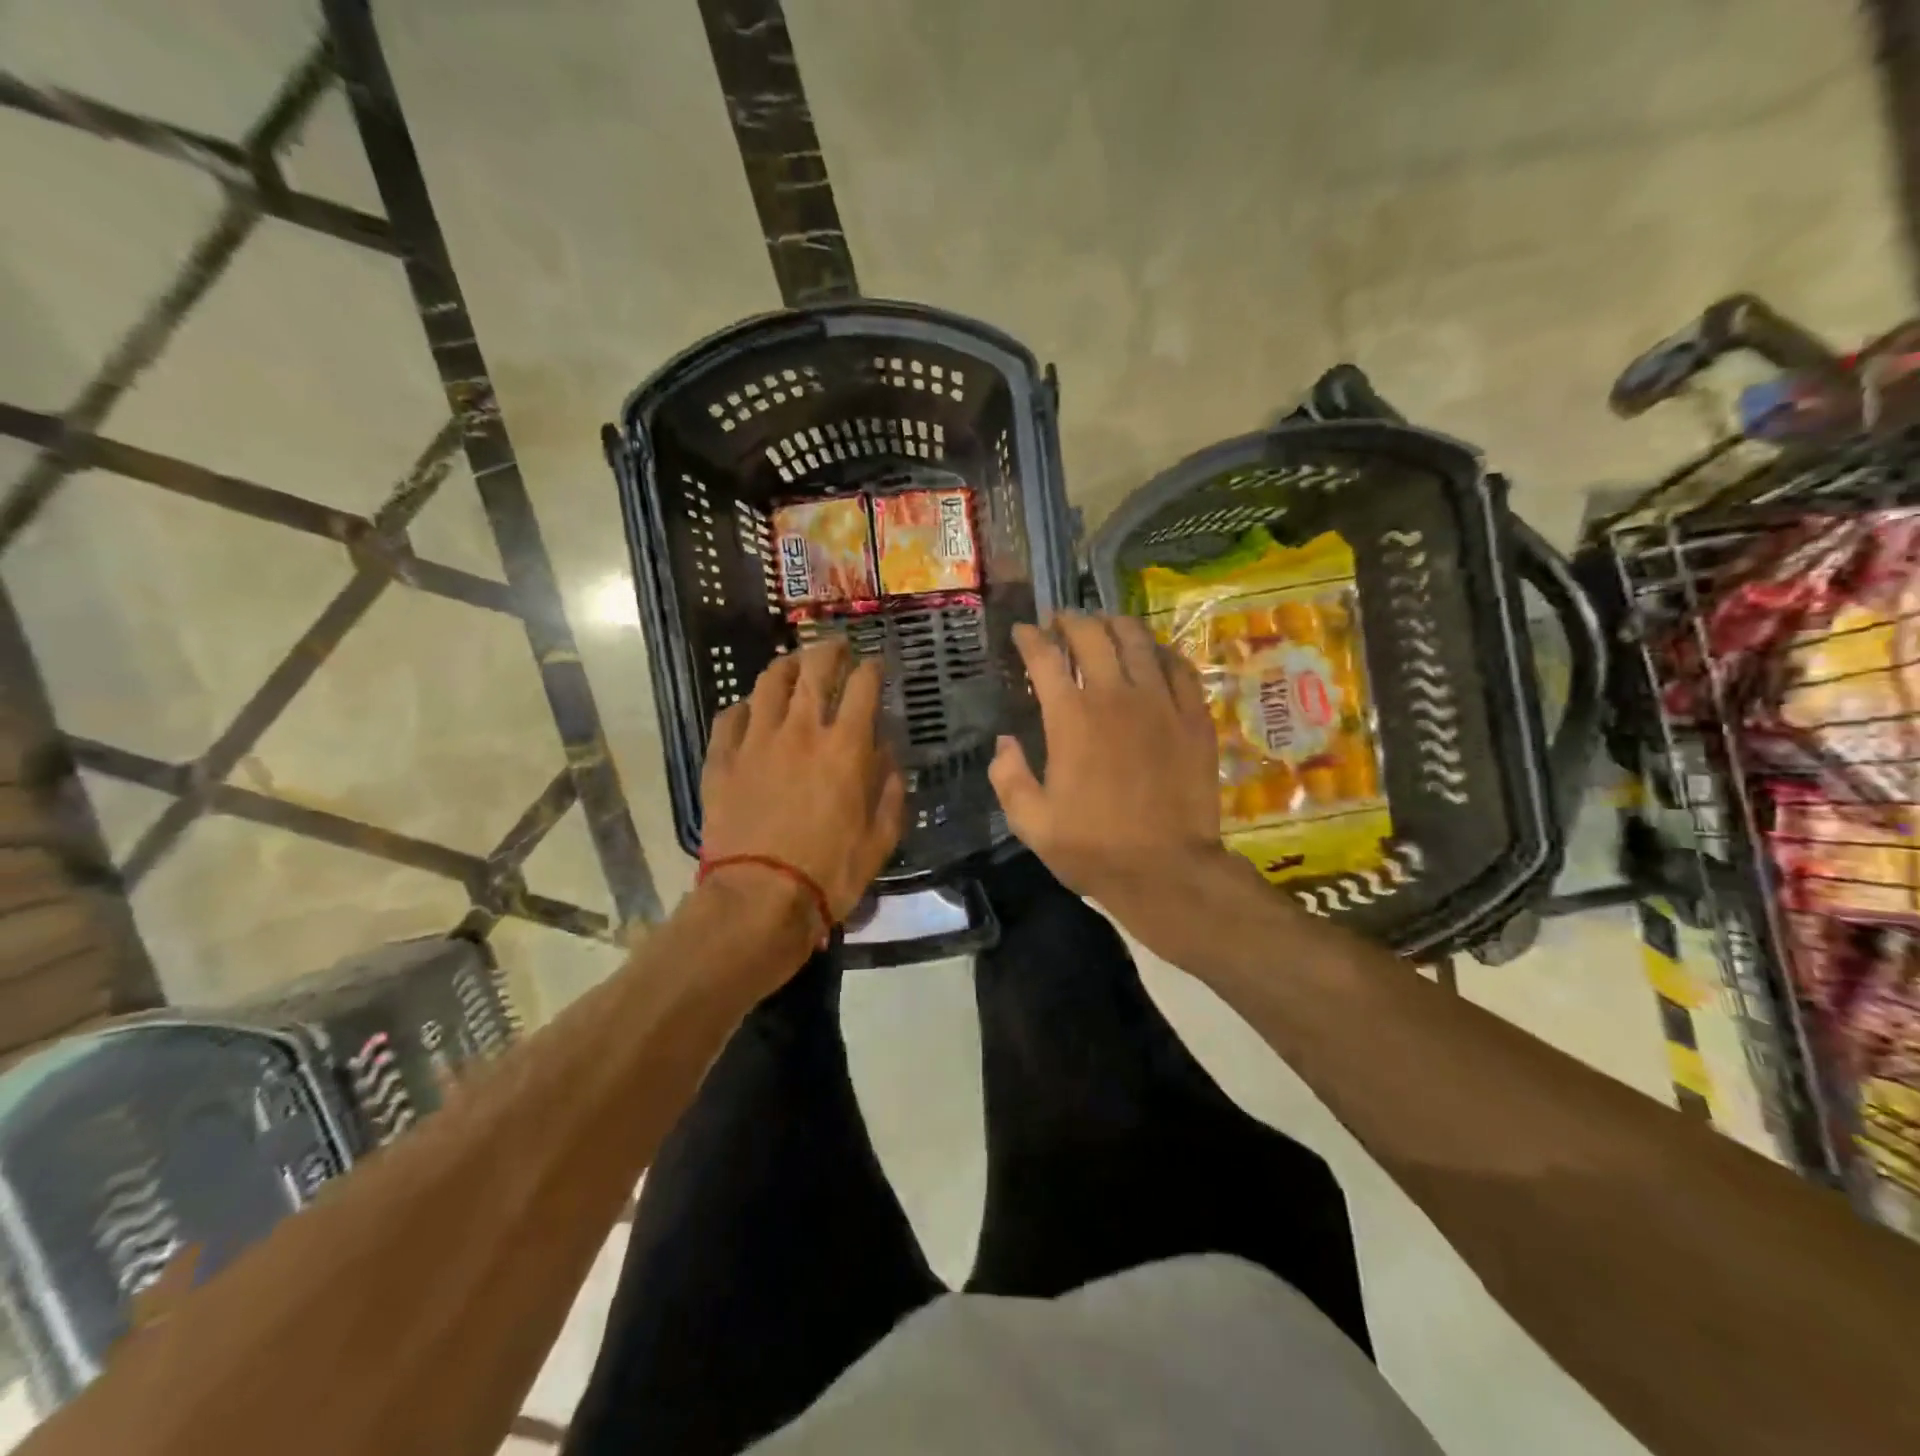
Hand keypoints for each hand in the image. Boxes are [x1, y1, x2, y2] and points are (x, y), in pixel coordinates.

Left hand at [700, 640, 905, 931]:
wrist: (759, 899)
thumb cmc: (829, 874)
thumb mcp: (880, 839)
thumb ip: (890, 791)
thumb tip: (889, 757)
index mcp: (845, 747)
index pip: (863, 686)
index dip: (872, 668)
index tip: (876, 664)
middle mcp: (801, 731)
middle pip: (814, 670)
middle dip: (830, 651)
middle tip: (837, 647)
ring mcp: (756, 742)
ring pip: (769, 683)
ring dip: (786, 666)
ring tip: (794, 664)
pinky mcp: (722, 760)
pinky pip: (730, 718)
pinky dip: (744, 707)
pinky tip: (750, 710)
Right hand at [991, 612, 1244, 934]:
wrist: (1166, 870)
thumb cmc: (1093, 848)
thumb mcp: (1030, 822)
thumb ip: (1008, 776)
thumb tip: (1004, 742)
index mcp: (1070, 718)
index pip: (1045, 657)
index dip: (1029, 637)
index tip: (1021, 631)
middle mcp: (1115, 697)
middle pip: (1092, 635)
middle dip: (1071, 620)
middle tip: (1060, 622)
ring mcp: (1161, 703)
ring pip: (1138, 641)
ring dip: (1115, 625)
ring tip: (1104, 625)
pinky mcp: (1194, 717)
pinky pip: (1179, 667)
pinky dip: (1160, 652)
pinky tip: (1152, 655)